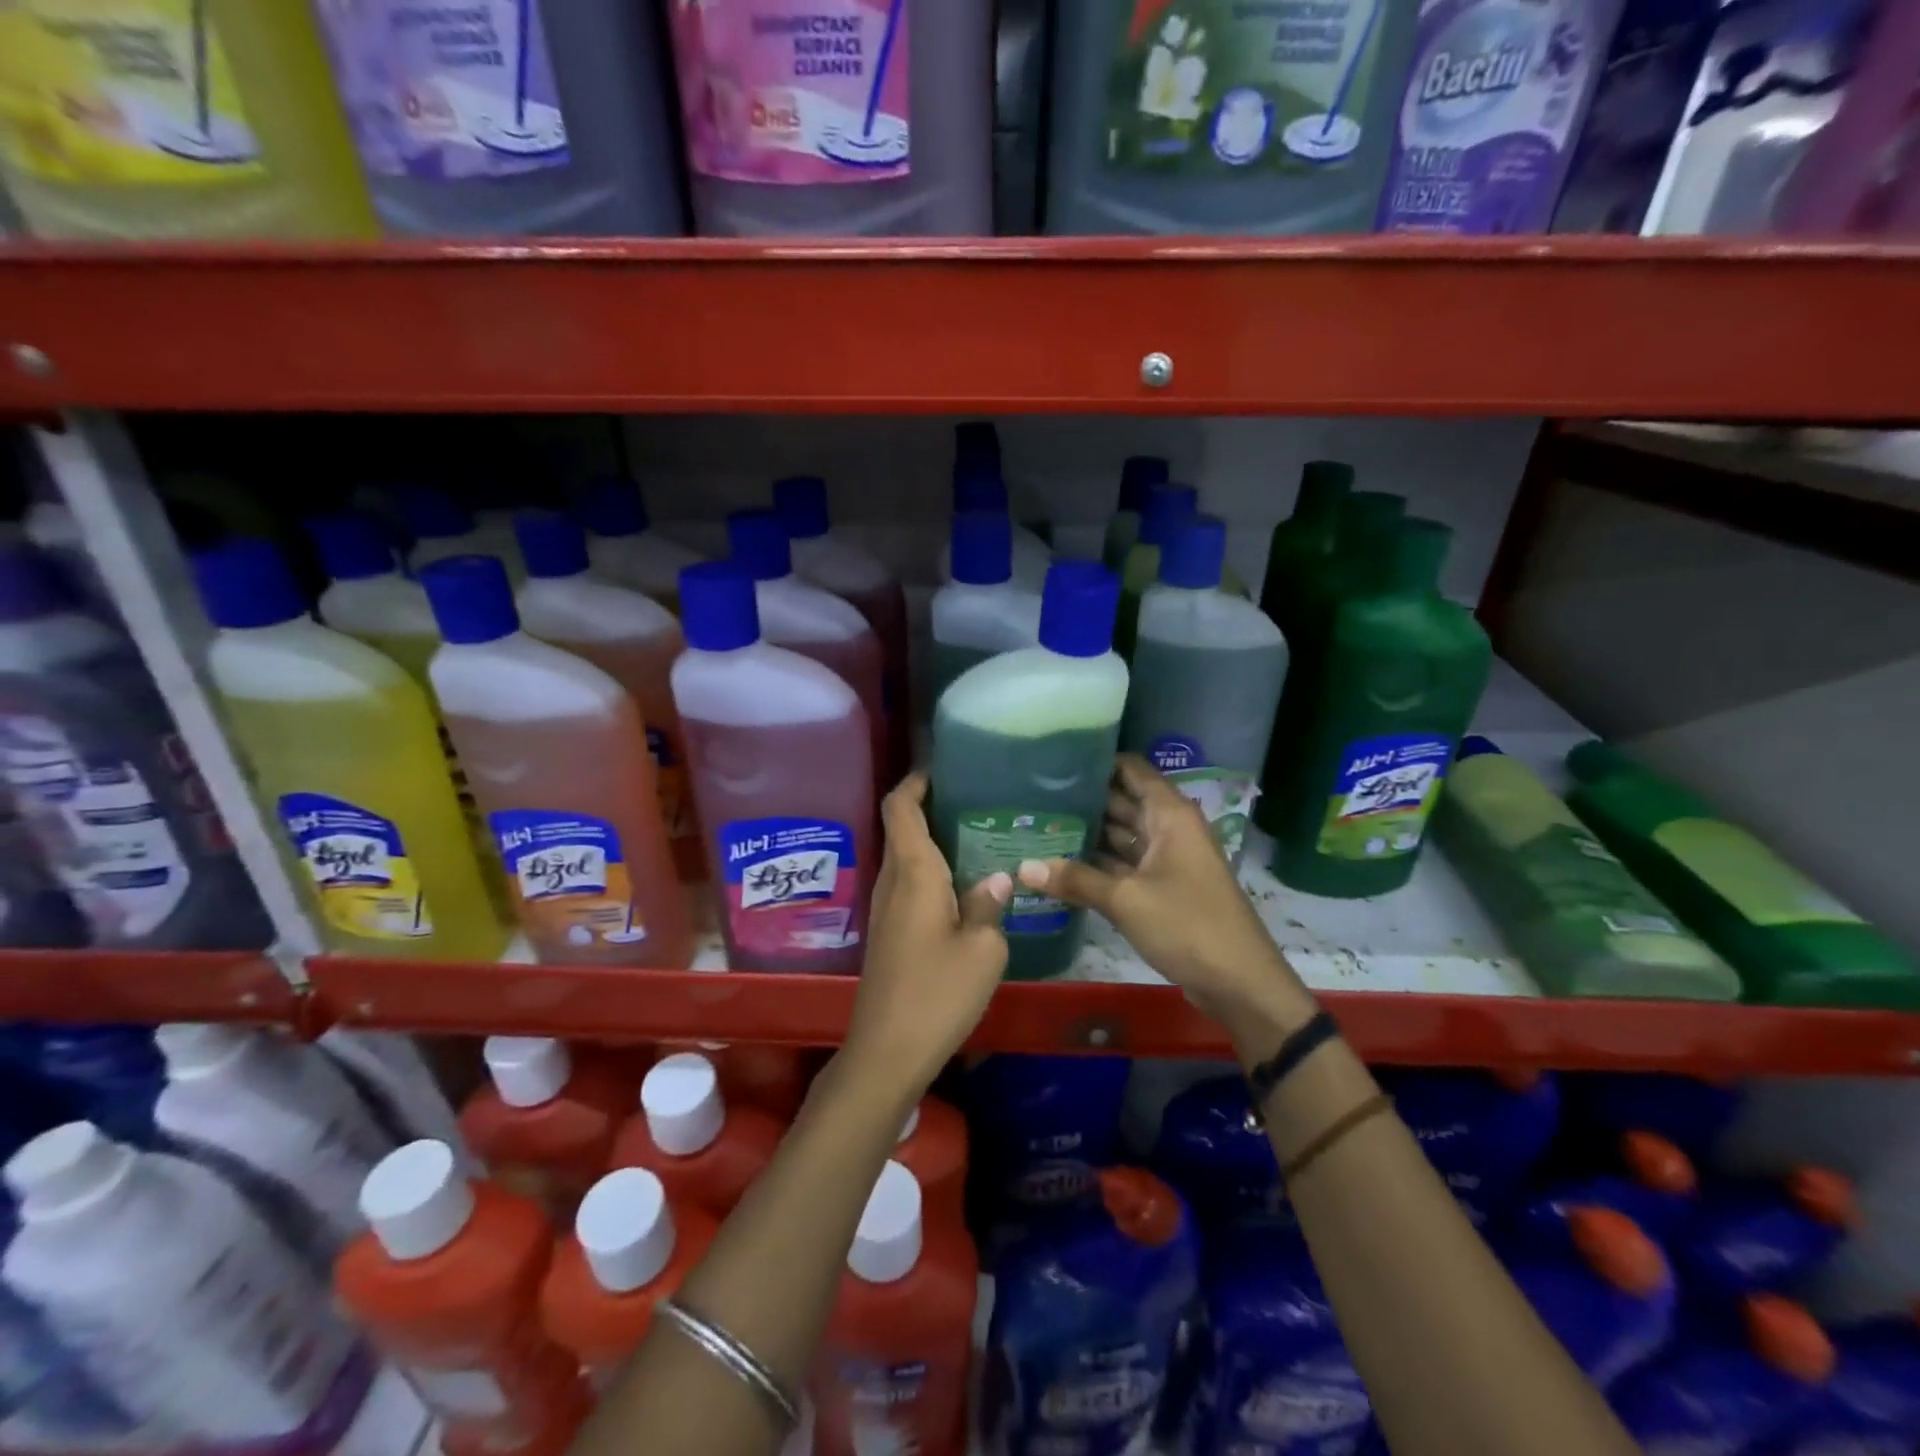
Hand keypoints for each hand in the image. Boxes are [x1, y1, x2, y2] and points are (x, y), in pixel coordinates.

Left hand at [847, 773, 1010, 1098]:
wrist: (888, 1050)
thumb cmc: (937, 993)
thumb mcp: (982, 950)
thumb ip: (989, 907)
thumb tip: (999, 880)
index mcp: (913, 872)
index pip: (900, 806)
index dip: (915, 780)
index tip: (944, 767)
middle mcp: (892, 880)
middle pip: (902, 826)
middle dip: (931, 805)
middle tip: (977, 798)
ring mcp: (886, 907)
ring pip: (905, 856)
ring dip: (932, 838)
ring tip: (978, 833)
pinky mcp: (888, 931)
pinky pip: (907, 882)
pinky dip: (931, 869)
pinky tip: (964, 884)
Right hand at [1016, 754, 1316, 1050]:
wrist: (1240, 982)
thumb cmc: (1187, 925)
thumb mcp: (1126, 900)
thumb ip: (1075, 879)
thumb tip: (1022, 867)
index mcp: (1170, 815)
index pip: (1131, 770)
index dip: (1096, 762)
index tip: (1054, 762)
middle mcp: (1169, 829)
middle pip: (1123, 801)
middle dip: (1083, 799)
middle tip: (1034, 796)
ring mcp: (1168, 859)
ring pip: (1122, 835)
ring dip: (1088, 833)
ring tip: (1040, 825)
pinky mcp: (1164, 888)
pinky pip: (1126, 865)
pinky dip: (1099, 864)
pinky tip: (1062, 864)